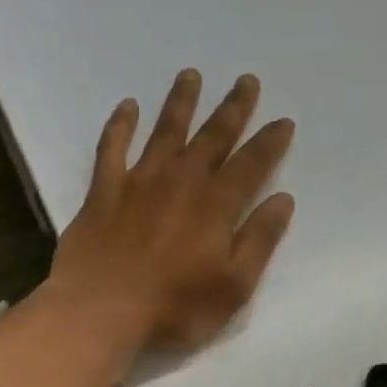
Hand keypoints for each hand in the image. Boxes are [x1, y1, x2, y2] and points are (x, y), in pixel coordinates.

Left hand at [51, 69, 295, 352]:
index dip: (269, 142)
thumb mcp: (233, 286)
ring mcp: (139, 182)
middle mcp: (181, 181)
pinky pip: (113, 148)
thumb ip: (259, 241)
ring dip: (180, 102)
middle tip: (246, 80)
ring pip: (165, 131)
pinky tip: (127, 107)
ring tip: (190, 75)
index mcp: (216, 205)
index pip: (251, 164)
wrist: (102, 310)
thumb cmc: (175, 308)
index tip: (283, 121)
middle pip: (212, 137)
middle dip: (232, 109)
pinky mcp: (104, 192)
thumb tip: (283, 200)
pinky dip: (120, 125)